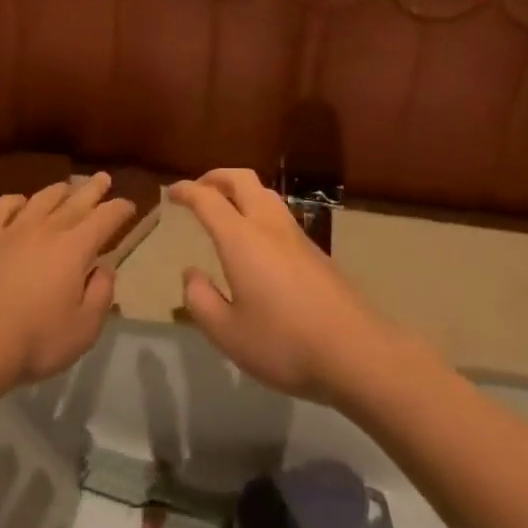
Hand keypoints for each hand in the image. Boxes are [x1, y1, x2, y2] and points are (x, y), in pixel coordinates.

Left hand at [0, 174, 136, 392]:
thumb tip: (104, 269)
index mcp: (75, 248)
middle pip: (75, 200)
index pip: (105, 218)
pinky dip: (15, 201)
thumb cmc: (35, 341)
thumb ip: (101, 295)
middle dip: (93, 188)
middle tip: (103, 177)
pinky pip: (2, 207)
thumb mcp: (84, 329)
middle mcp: (47, 229)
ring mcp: (12, 230)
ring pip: (41, 199)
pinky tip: (20, 203)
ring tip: (67, 187)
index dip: (120, 209)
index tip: (129, 205)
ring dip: (58, 190)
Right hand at [172, 169, 399, 403]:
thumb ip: (201, 301)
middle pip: (241, 179)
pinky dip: (258, 208)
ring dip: (240, 190)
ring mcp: (296, 235)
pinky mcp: (315, 251)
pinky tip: (256, 238)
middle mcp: (268, 225)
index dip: (186, 190)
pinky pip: (279, 213)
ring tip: (225, 207)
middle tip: (198, 190)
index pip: (208, 199)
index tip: (171, 193)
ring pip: (265, 192)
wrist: (356, 351)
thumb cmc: (284, 343)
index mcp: (241, 239)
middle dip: (215, 177)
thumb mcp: (228, 333)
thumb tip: (191, 274)